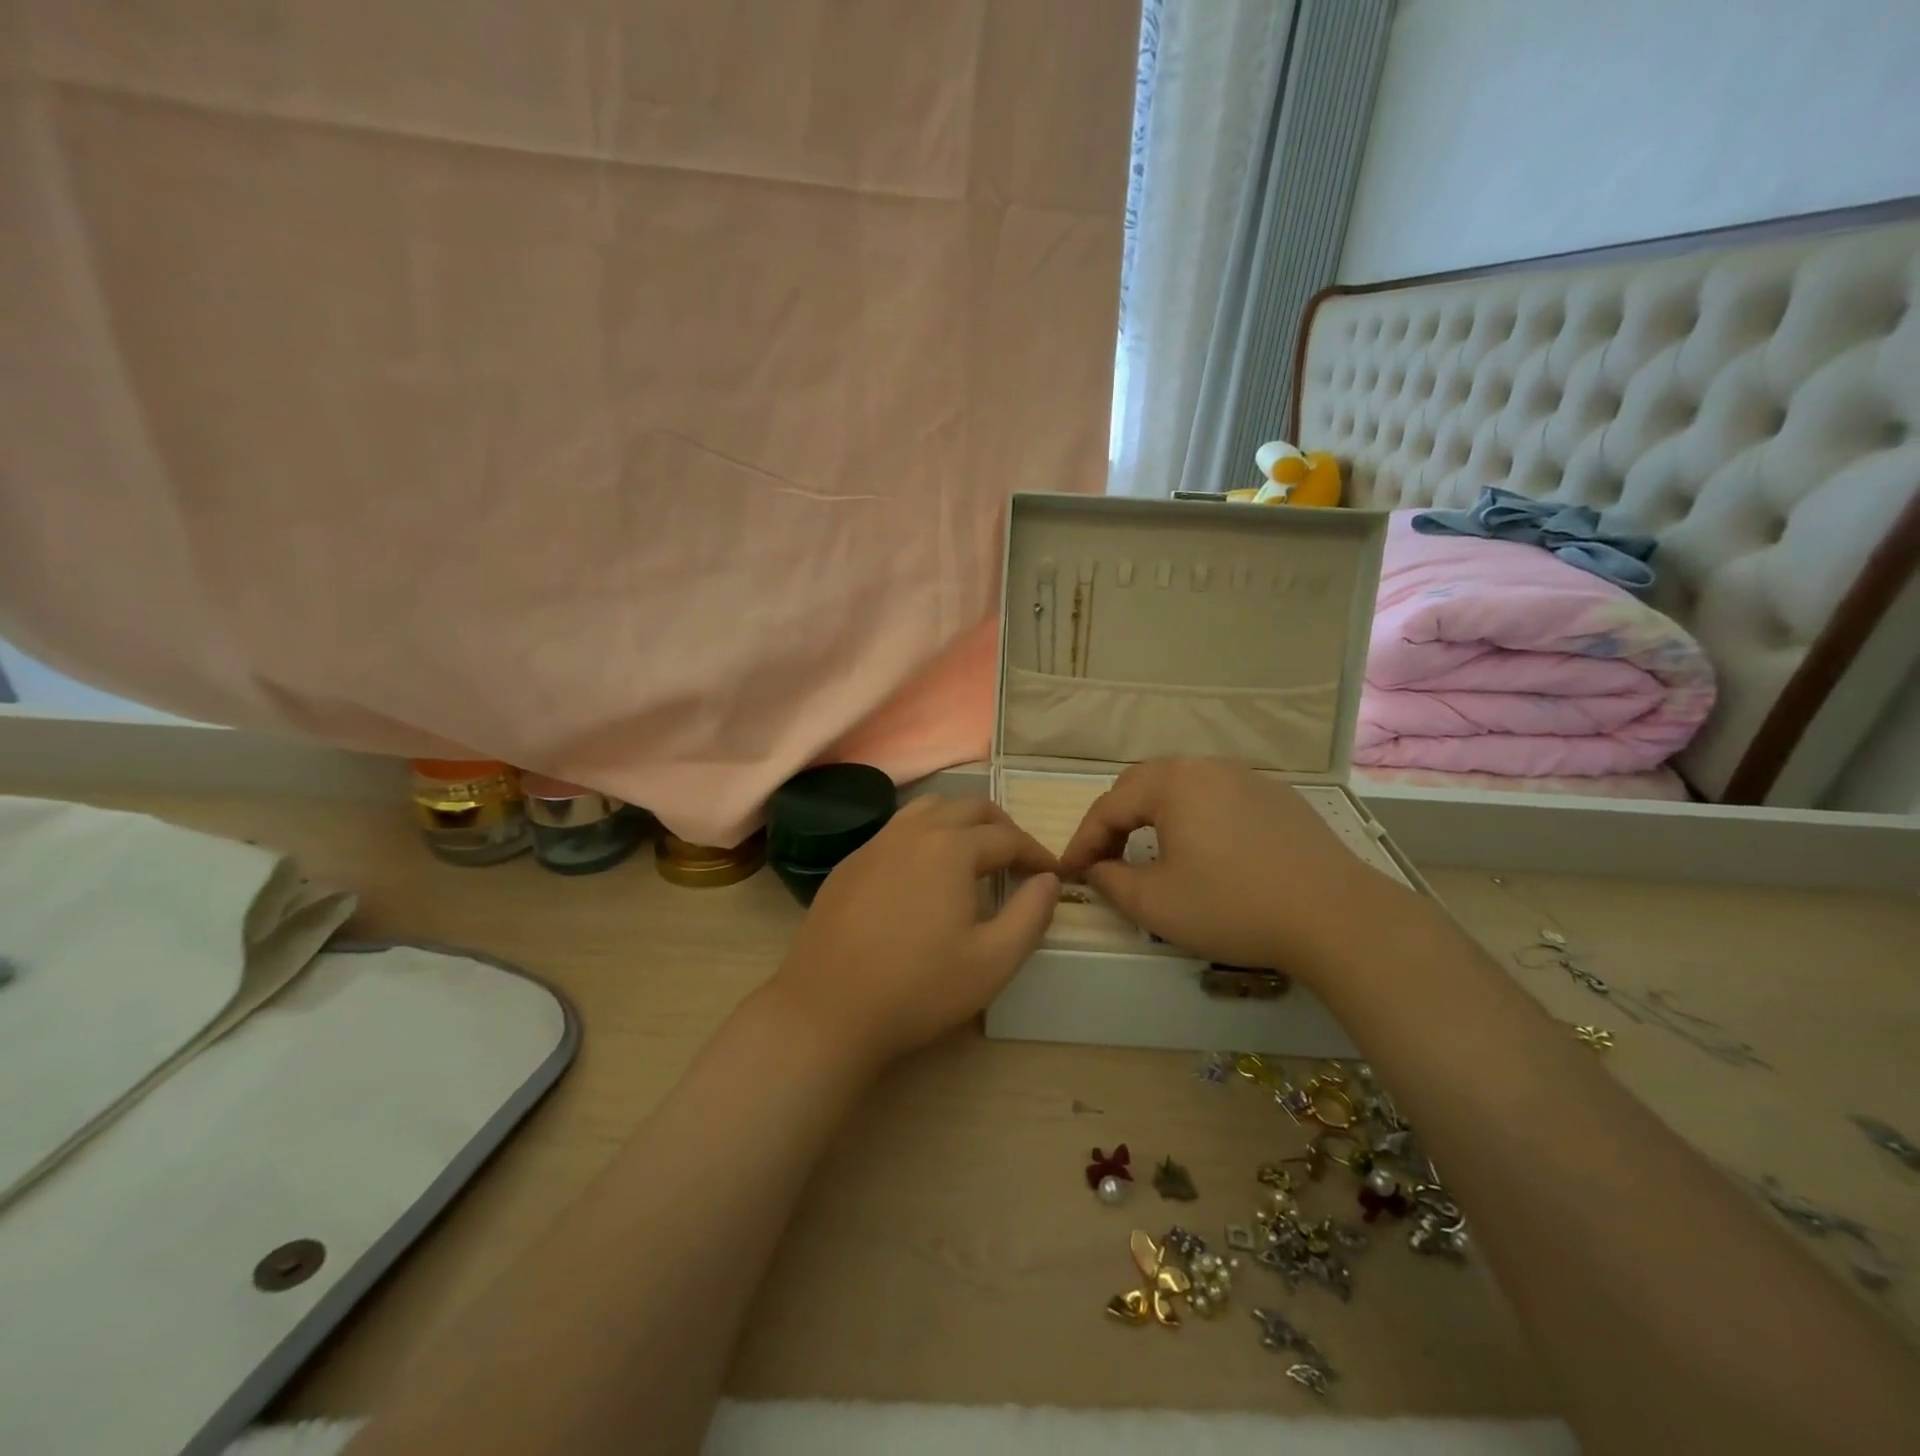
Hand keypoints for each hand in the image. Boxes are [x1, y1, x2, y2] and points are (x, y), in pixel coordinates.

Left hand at [767, 795, 1060, 1068]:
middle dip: (1000, 827)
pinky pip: (895, 830)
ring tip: (973, 856)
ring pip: (927, 809)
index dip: (1035, 853)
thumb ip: (1031, 914)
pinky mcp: (849, 863)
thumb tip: (1048, 879)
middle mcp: (913, 831)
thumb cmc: (918, 988)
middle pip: (967, 807)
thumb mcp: (993, 961)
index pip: (1007, 837)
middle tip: (1017, 859)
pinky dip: (923, 836)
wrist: (827, 1010)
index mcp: (951, 847)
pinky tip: (922, 874)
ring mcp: (875, 843)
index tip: (1051, 874)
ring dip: (959, 822)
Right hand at [1057, 757, 1414, 978]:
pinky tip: (1204, 852)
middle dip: (1116, 822)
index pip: (1109, 806)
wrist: (1336, 916)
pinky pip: (1218, 798)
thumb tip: (1095, 870)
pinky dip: (1194, 819)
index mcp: (1172, 782)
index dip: (1083, 841)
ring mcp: (1247, 778)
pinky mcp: (1277, 797)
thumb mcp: (1156, 904)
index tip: (1069, 872)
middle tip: (1104, 859)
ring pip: (1182, 789)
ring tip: (1148, 854)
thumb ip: (1111, 882)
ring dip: (1154, 818)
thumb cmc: (1233, 906)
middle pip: (1142, 786)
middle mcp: (1206, 766)